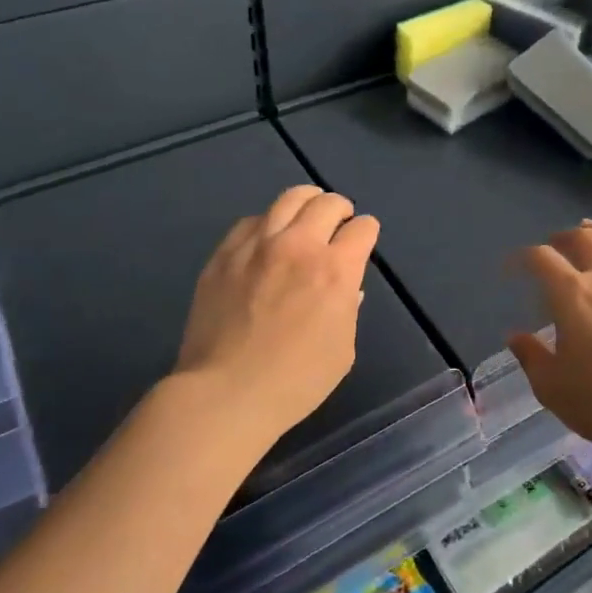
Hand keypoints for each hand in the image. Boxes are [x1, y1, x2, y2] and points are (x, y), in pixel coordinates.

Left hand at [174, 185, 379, 447]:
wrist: (225, 394)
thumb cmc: (295, 382)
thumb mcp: (343, 350)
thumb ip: (348, 310)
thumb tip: (346, 289)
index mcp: (336, 270)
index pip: (362, 228)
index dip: (366, 232)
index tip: (362, 240)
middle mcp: (299, 245)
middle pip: (328, 203)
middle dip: (341, 209)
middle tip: (339, 223)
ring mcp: (257, 245)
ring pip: (289, 198)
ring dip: (307, 202)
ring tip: (307, 215)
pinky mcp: (225, 254)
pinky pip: (251, 221)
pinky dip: (267, 223)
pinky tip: (266, 239)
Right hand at [508, 221, 591, 464]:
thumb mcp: (551, 387)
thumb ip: (530, 356)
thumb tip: (515, 336)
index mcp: (573, 295)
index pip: (542, 259)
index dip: (523, 258)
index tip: (514, 267)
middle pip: (584, 238)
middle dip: (562, 237)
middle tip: (554, 245)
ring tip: (591, 234)